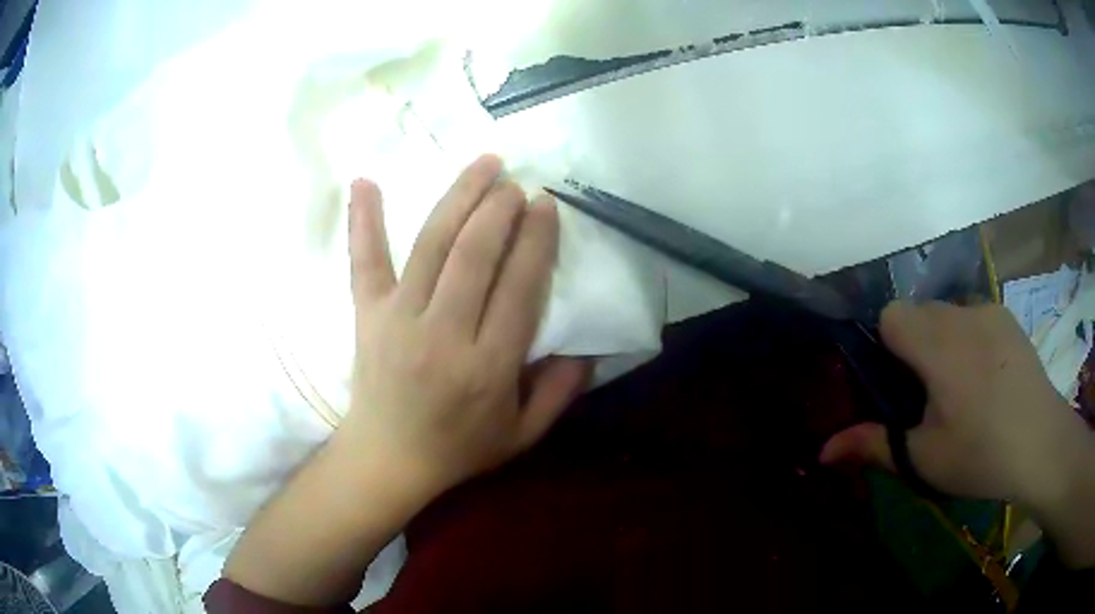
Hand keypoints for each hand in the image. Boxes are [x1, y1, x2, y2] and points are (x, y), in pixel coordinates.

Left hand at [339, 154, 590, 501]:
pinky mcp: (367, 315)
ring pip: (431, 246)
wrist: (387, 460)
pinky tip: (364, 181)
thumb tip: (589, 346)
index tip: (546, 205)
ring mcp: (398, 320)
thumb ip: (560, 392)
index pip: (518, 289)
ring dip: (459, 198)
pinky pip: (364, 261)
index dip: (536, 241)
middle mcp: (443, 336)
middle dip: (499, 209)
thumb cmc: (458, 449)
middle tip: (515, 182)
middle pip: (474, 256)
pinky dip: (363, 220)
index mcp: (487, 368)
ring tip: (482, 164)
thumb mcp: (523, 435)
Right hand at [821, 301, 1090, 508]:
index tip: (899, 386)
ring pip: (945, 312)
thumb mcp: (924, 459)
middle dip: (913, 346)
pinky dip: (968, 338)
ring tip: (960, 388)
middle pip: (918, 311)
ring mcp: (989, 310)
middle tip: (928, 395)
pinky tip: (986, 378)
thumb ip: (874, 445)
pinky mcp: (1007, 316)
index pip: (891, 315)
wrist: (1042, 444)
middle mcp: (962, 313)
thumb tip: (822, 451)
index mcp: (939, 345)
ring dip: (941, 341)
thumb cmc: (981, 455)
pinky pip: (972, 316)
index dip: (886, 346)